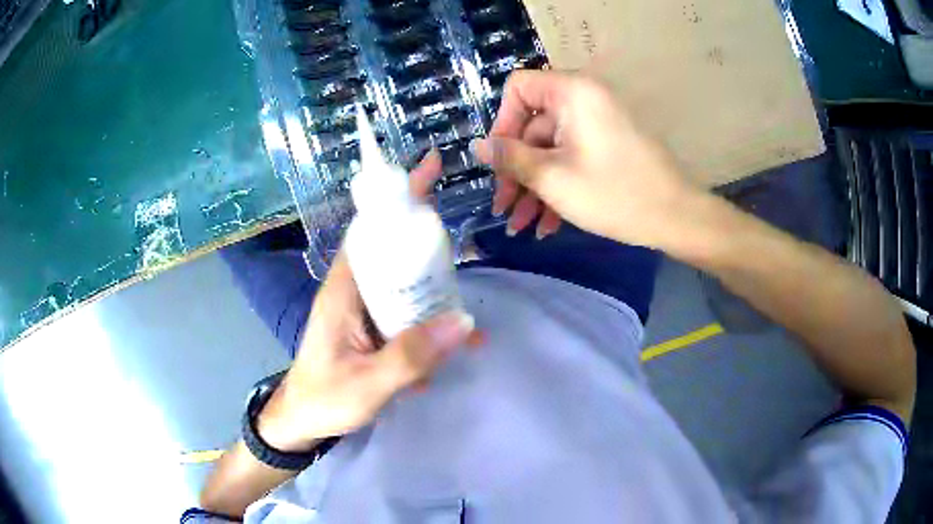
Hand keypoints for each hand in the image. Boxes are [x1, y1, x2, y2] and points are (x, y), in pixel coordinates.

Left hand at [258, 153, 477, 451]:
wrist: (303, 421)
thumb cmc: (325, 398)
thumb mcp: (368, 384)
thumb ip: (412, 357)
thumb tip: (465, 321)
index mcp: (344, 289)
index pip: (371, 228)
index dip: (398, 197)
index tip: (428, 170)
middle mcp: (353, 289)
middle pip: (393, 247)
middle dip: (426, 239)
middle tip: (460, 244)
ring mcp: (363, 309)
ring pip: (403, 280)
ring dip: (433, 286)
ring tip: (462, 306)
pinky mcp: (371, 327)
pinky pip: (404, 309)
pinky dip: (428, 317)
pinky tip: (451, 341)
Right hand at [474, 70, 699, 248]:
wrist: (677, 218)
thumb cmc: (614, 194)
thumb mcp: (553, 178)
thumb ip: (510, 158)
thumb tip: (477, 146)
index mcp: (572, 92)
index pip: (518, 88)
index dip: (502, 123)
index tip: (498, 161)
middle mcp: (584, 100)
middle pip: (533, 126)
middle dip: (516, 170)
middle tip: (504, 209)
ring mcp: (597, 124)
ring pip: (551, 149)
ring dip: (534, 186)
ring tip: (520, 227)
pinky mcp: (607, 146)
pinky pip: (572, 158)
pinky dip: (558, 186)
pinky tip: (547, 225)